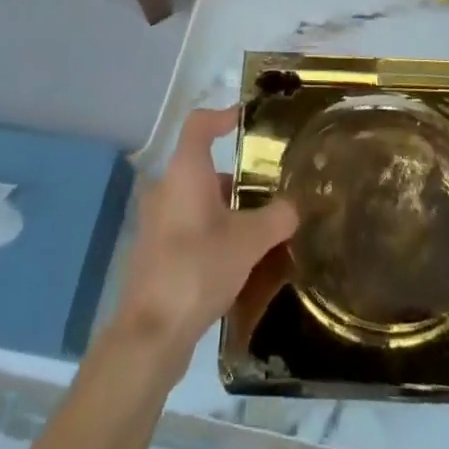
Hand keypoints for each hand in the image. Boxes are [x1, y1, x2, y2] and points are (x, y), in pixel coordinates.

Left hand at [110, 107, 298, 368]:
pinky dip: (212, 230)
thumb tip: (296, 205)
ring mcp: (156, 221)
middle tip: (268, 185)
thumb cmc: (198, 268)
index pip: (199, 124)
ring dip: (226, 206)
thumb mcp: (249, 241)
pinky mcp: (155, 252)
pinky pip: (188, 225)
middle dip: (236, 173)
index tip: (247, 121)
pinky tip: (238, 258)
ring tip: (261, 225)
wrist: (151, 333)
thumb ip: (277, 218)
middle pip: (202, 165)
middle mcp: (166, 188)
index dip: (223, 116)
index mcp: (185, 172)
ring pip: (196, 199)